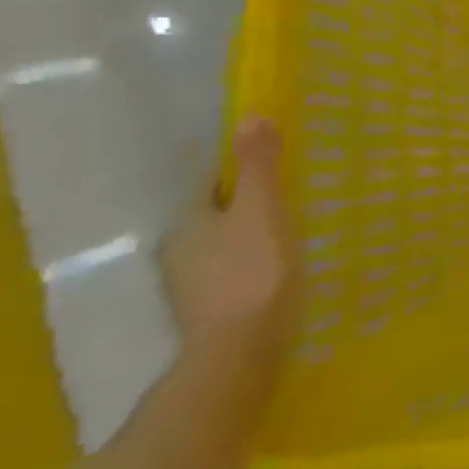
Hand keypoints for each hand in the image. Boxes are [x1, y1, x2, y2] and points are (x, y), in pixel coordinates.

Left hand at [162, 118, 296, 374]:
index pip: (212, 180)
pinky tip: (277, 268)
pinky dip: (252, 262)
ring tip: (289, 229)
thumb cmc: (253, 272)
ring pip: (223, 244)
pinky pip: (232, 270)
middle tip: (289, 193)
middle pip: (216, 212)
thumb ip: (257, 166)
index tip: (275, 161)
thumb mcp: (261, 210)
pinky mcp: (210, 311)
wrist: (239, 353)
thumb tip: (249, 115)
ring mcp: (191, 285)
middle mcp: (179, 250)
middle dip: (246, 201)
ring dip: (249, 234)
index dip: (241, 167)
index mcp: (189, 221)